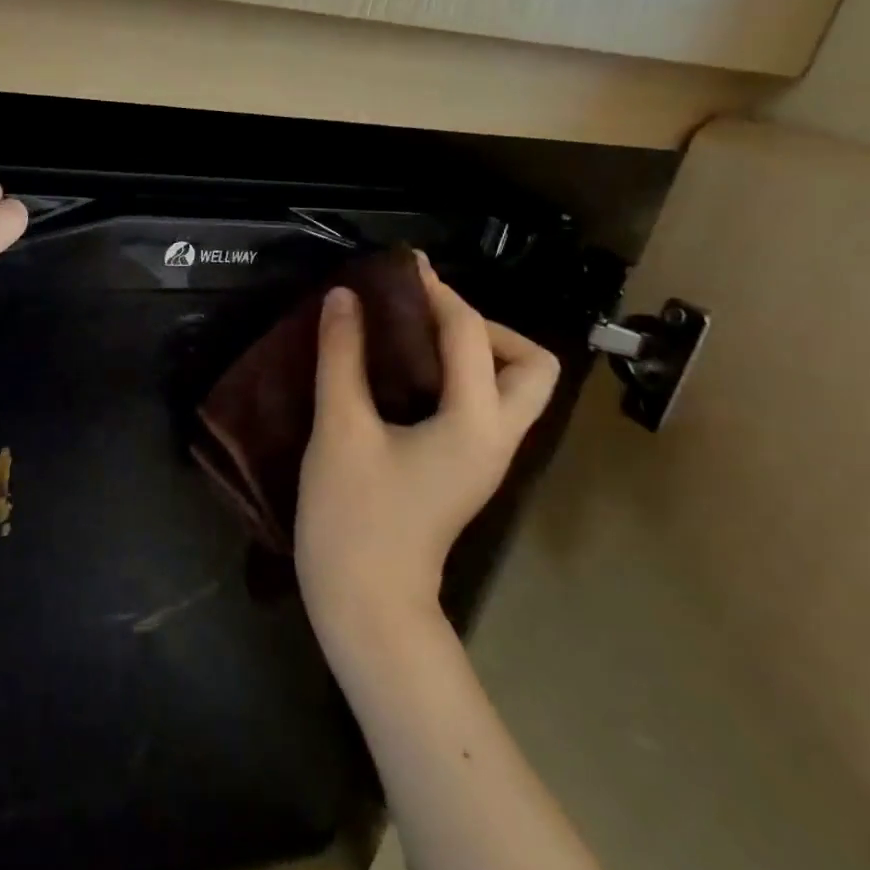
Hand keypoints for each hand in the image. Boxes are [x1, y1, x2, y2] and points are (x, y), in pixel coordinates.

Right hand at [295, 251, 558, 664]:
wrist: (366, 603)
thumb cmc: (353, 516)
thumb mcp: (341, 428)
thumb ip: (343, 356)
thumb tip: (345, 297)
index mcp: (476, 423)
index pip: (470, 336)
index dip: (437, 293)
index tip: (402, 266)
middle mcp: (497, 437)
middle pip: (528, 364)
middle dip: (482, 326)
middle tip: (422, 317)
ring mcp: (485, 457)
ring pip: (510, 387)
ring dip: (473, 351)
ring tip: (411, 337)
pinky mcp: (464, 469)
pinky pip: (480, 404)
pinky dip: (454, 376)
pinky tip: (402, 373)